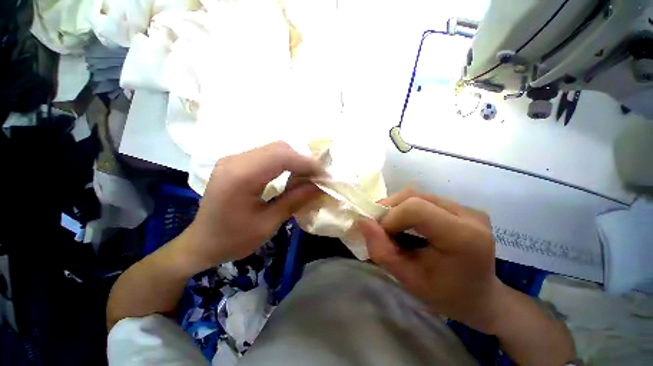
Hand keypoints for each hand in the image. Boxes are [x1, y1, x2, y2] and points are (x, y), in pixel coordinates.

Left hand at [179, 142, 322, 270]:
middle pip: (278, 148)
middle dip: (302, 160)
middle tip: (316, 177)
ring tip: (306, 177)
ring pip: (274, 149)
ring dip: (294, 160)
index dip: (306, 163)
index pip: (281, 157)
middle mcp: (235, 160)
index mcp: (240, 176)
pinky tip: (290, 175)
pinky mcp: (236, 163)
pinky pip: (266, 155)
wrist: (201, 243)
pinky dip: (283, 162)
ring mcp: (234, 159)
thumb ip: (294, 201)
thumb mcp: (267, 224)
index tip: (324, 174)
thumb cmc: (232, 239)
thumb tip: (319, 186)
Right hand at [357, 188, 505, 332]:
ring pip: (417, 194)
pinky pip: (424, 199)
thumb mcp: (409, 280)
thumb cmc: (447, 296)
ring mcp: (467, 208)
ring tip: (390, 226)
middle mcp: (469, 215)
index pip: (416, 208)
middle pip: (414, 196)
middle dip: (389, 210)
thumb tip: (361, 221)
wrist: (482, 297)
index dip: (390, 218)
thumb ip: (382, 251)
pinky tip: (404, 222)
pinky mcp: (461, 207)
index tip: (381, 235)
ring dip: (395, 207)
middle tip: (380, 229)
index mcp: (464, 237)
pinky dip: (405, 208)